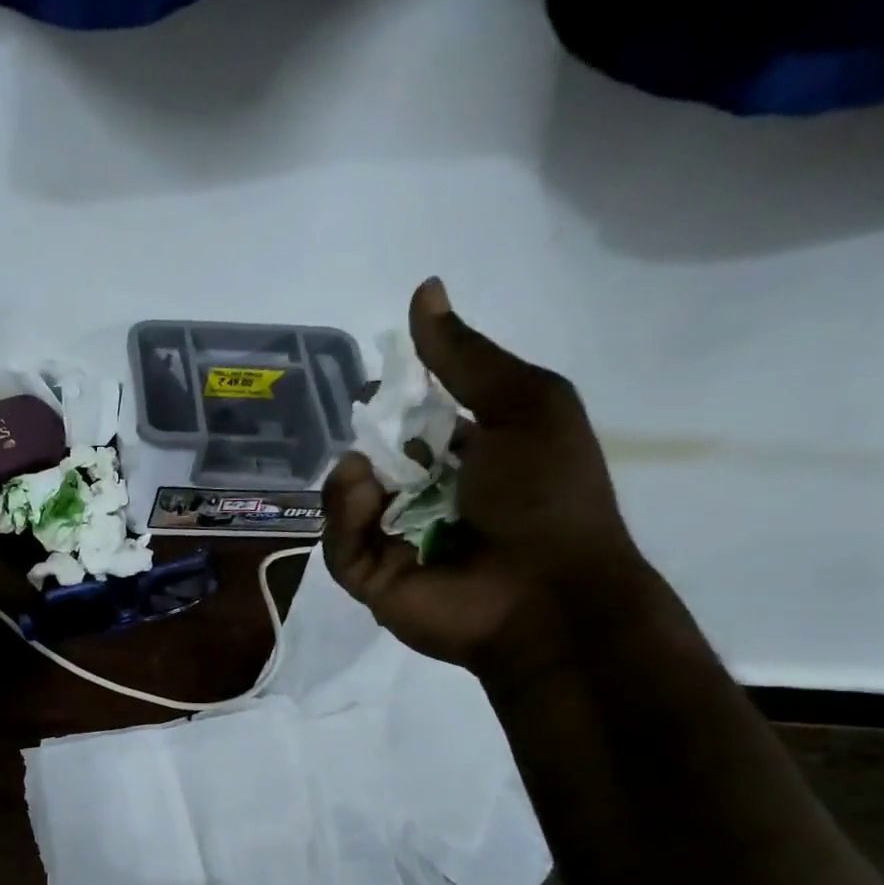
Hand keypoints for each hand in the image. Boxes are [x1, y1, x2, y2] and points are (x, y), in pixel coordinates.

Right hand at [323, 278, 648, 681]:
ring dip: (351, 480)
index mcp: (471, 458)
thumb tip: (424, 290)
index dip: (393, 404)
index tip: (374, 385)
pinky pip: (338, 542)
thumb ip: (467, 356)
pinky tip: (362, 501)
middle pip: (374, 461)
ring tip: (367, 475)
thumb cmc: (544, 494)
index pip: (416, 425)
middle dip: (364, 444)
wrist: (544, 594)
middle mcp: (430, 499)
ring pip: (347, 501)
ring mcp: (398, 542)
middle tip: (364, 431)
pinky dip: (344, 517)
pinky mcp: (371, 579)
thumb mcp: (524, 404)